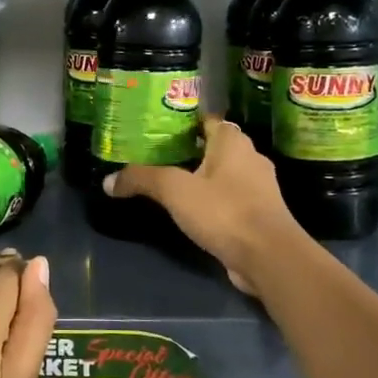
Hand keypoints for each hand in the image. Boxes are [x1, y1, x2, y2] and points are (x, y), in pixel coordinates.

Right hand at [103, 116, 303, 293]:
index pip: (207, 119)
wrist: (269, 257)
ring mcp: (258, 188)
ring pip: (223, 174)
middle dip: (188, 149)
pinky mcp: (259, 214)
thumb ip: (141, 180)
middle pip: (214, 146)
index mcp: (233, 141)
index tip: (157, 128)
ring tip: (170, 182)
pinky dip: (212, 200)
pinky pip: (230, 198)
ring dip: (201, 177)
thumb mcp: (174, 191)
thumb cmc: (223, 211)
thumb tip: (108, 181)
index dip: (183, 121)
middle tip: (156, 155)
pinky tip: (192, 210)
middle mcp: (250, 157)